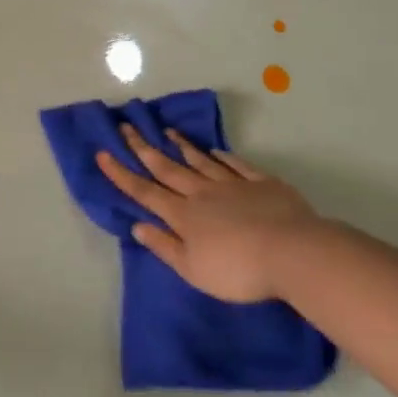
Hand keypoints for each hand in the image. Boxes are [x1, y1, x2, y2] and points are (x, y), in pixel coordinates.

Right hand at [95, 125, 330, 303]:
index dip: (121, 173)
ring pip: (201, 161)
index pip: (144, 191)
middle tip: (126, 127)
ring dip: (181, 147)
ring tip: (167, 132)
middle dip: (143, 148)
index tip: (103, 153)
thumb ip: (164, 246)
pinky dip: (223, 157)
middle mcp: (202, 193)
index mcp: (183, 215)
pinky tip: (216, 151)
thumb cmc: (238, 270)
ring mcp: (234, 184)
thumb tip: (138, 226)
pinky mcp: (263, 183)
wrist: (294, 253)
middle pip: (168, 168)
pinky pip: (237, 165)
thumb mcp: (193, 269)